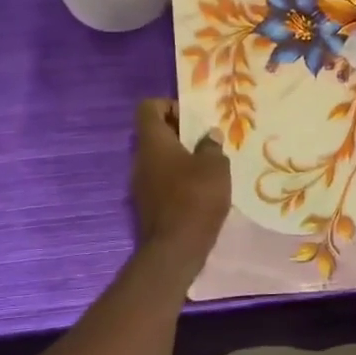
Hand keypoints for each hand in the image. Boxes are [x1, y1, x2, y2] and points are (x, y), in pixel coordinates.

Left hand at [131, 99, 230, 257]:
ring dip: (180, 158)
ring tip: (207, 166)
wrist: (175, 249)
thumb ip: (211, 146)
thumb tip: (209, 136)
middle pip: (154, 133)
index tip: (192, 118)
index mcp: (153, 142)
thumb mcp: (215, 166)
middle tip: (206, 141)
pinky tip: (200, 190)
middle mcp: (140, 158)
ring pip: (159, 159)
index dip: (169, 105)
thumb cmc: (196, 197)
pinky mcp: (147, 204)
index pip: (148, 108)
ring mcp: (140, 183)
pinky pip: (161, 180)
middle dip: (179, 133)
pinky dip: (177, 179)